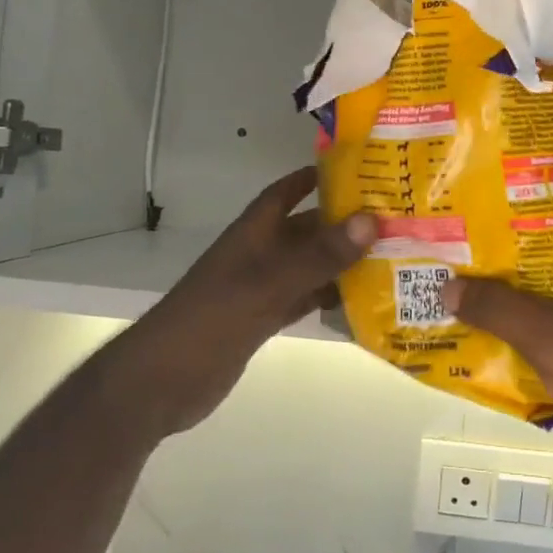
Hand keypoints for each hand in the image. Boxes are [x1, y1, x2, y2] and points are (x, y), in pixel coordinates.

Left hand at [130, 167, 374, 437]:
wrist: (161, 383)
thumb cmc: (211, 319)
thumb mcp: (269, 284)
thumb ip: (319, 255)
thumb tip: (370, 220)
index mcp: (254, 233)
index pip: (286, 191)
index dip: (315, 177)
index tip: (357, 170)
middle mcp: (259, 254)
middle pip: (306, 229)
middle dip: (343, 223)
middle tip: (391, 220)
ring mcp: (260, 288)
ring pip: (309, 265)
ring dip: (341, 262)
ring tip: (389, 258)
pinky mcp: (261, 319)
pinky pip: (304, 298)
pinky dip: (328, 297)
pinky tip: (360, 301)